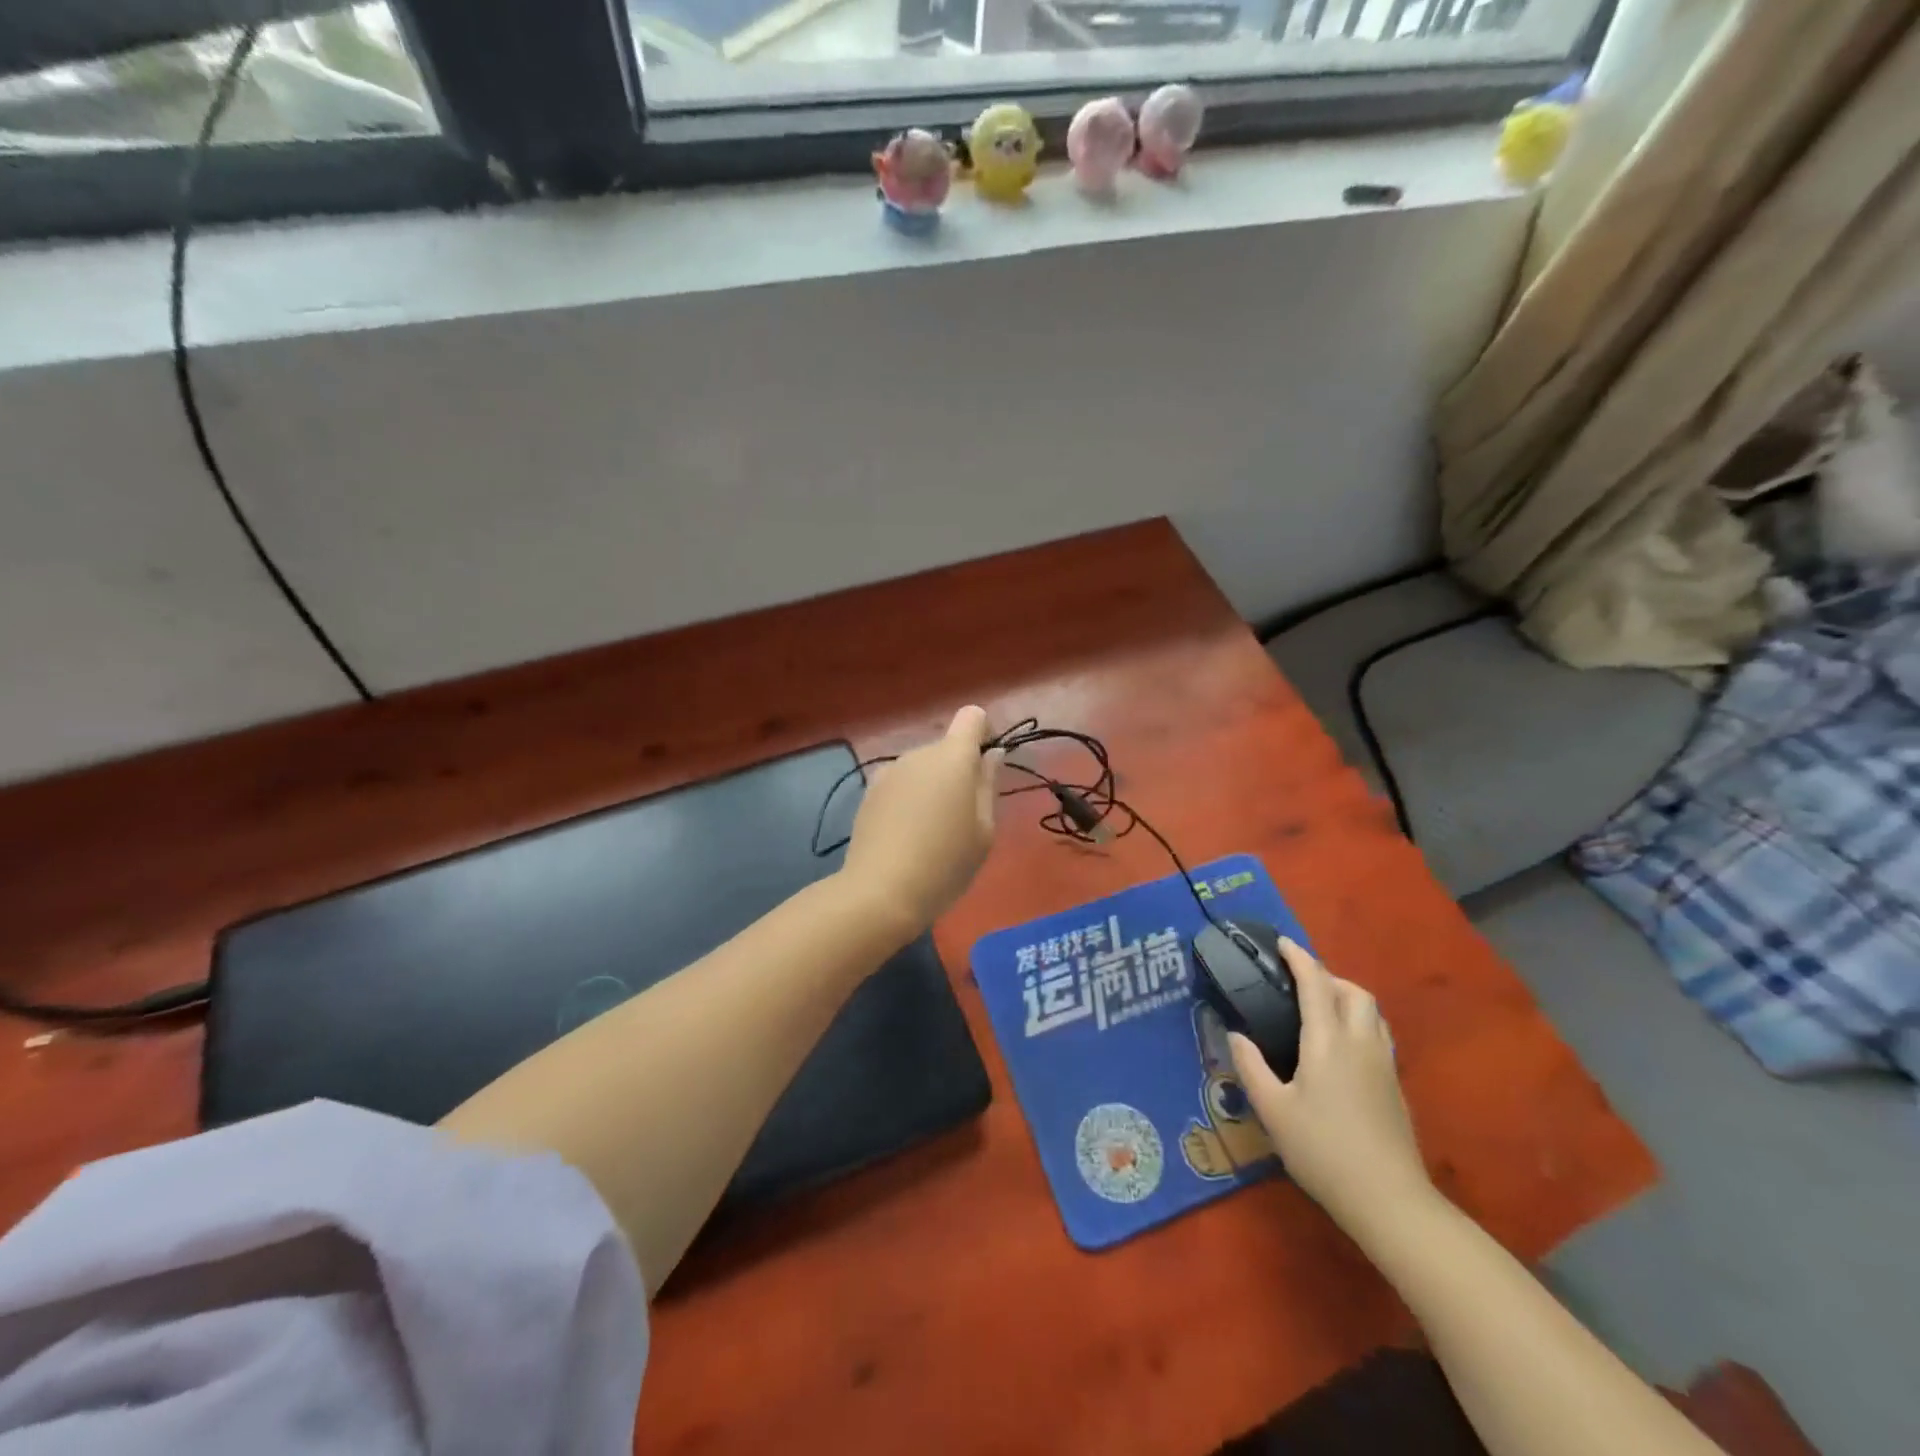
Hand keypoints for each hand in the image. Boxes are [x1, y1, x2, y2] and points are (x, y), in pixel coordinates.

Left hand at [842, 706, 1002, 934]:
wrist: (881, 892)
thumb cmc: (946, 862)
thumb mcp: (984, 829)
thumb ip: (988, 784)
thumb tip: (993, 754)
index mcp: (953, 757)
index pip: (972, 717)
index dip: (984, 733)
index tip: (987, 767)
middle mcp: (919, 754)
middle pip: (946, 747)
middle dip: (959, 770)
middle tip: (964, 816)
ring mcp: (889, 771)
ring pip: (922, 767)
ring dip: (933, 785)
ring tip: (933, 830)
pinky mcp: (869, 792)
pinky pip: (901, 783)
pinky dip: (910, 798)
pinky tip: (907, 834)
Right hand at [1228, 940, 1431, 1237]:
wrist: (1390, 1200)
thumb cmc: (1323, 1150)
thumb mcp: (1273, 1110)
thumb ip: (1251, 1066)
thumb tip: (1235, 1034)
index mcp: (1328, 1040)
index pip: (1315, 983)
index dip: (1299, 958)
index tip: (1282, 943)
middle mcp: (1360, 1042)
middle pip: (1353, 991)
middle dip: (1327, 976)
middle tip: (1299, 983)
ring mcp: (1383, 1064)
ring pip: (1372, 1012)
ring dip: (1347, 997)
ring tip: (1320, 1009)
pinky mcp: (1395, 1086)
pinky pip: (1378, 1034)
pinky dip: (1358, 1022)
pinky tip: (1340, 1048)